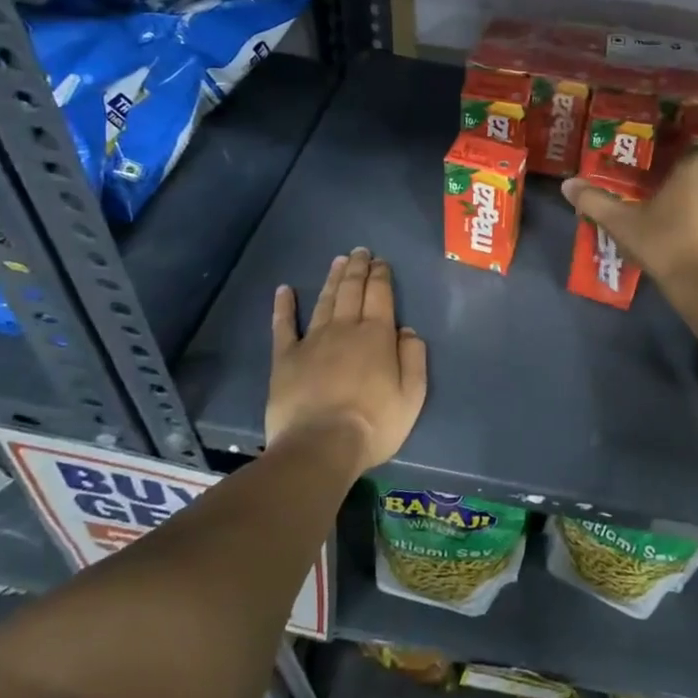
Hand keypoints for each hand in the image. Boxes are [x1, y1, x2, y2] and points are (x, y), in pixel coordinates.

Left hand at [268, 248, 426, 473]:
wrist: (320, 446)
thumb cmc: (374, 423)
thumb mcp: (412, 395)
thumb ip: (414, 358)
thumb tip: (407, 331)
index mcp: (376, 335)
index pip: (380, 294)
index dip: (380, 275)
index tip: (381, 261)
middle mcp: (344, 329)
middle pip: (351, 290)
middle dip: (357, 268)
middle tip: (360, 252)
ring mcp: (312, 341)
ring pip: (324, 301)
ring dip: (332, 279)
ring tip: (338, 261)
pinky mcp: (285, 359)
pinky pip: (283, 326)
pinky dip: (284, 306)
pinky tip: (284, 290)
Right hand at [561, 149, 697, 288]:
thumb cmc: (666, 246)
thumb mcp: (624, 225)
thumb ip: (595, 201)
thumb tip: (567, 184)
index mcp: (697, 165)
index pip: (681, 159)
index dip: (667, 177)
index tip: (654, 197)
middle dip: (689, 190)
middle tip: (668, 215)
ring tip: (686, 232)